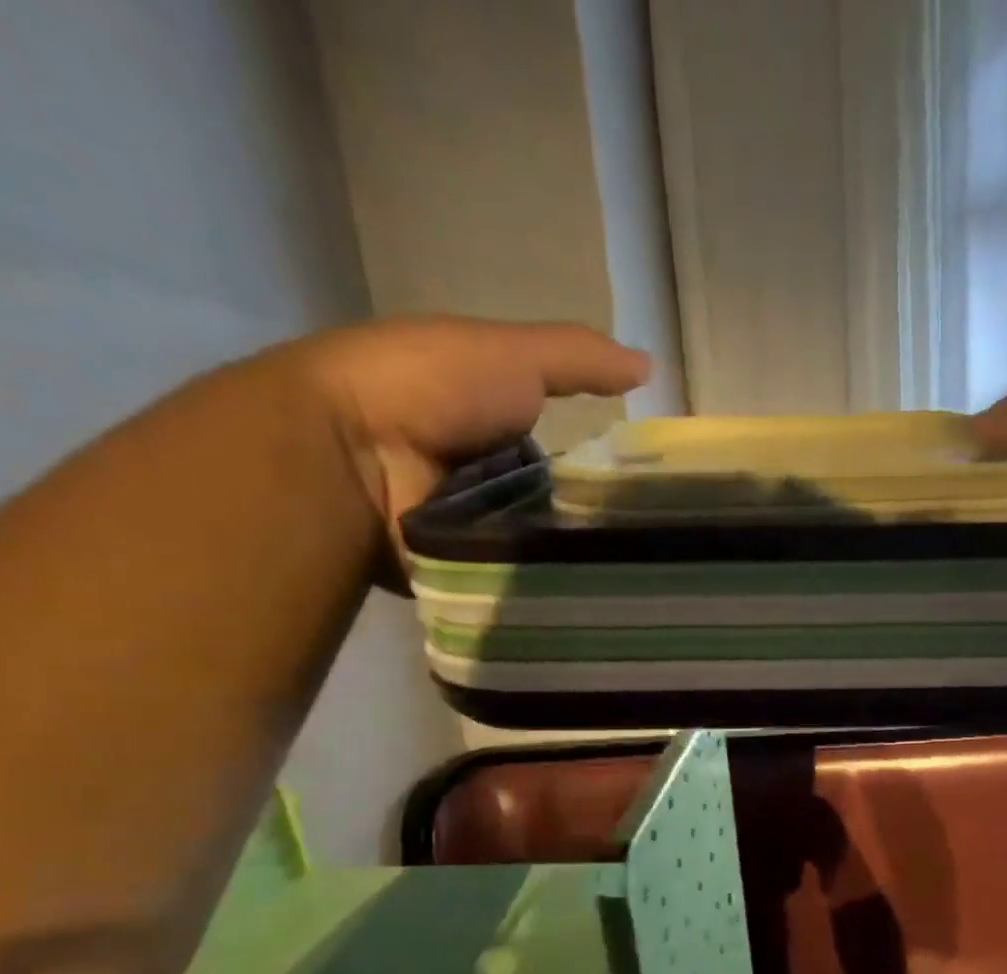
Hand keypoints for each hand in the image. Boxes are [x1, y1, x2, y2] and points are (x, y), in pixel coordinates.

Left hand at [269, 315, 649, 569]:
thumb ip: (579, 359)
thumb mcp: (514, 354)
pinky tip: (585, 587)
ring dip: (570, 551)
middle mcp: (475, 473)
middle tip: (642, 532)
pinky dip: (540, 581)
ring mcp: (464, 524)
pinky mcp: (456, 567)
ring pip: (535, 543)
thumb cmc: (433, 386)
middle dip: (587, 514)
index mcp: (484, 418)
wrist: (354, 452)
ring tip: (627, 565)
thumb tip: (652, 366)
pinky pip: (510, 579)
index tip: (638, 481)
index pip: (555, 446)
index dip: (594, 459)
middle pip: (549, 500)